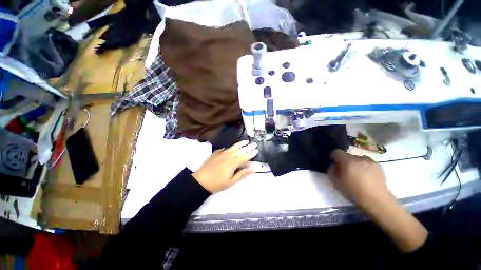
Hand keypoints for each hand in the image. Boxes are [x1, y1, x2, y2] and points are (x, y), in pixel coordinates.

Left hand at [192, 141, 257, 192]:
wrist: (200, 181)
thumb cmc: (216, 184)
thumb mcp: (230, 182)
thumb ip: (241, 174)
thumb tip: (251, 169)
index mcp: (232, 164)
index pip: (244, 157)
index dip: (251, 154)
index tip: (256, 150)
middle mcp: (228, 156)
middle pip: (240, 150)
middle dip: (248, 147)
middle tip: (254, 144)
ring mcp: (221, 154)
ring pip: (233, 147)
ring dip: (240, 144)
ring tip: (246, 141)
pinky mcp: (216, 153)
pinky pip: (225, 148)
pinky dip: (230, 147)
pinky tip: (232, 147)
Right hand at [328, 149, 390, 209]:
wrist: (377, 200)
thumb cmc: (354, 191)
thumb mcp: (336, 182)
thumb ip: (331, 171)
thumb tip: (332, 166)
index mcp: (347, 161)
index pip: (337, 152)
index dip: (334, 157)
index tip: (334, 164)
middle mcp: (359, 158)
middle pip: (348, 155)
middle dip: (345, 161)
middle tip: (345, 171)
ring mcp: (370, 161)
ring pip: (358, 159)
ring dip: (355, 164)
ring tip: (357, 174)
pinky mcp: (378, 166)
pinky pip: (367, 162)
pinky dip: (364, 166)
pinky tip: (366, 176)